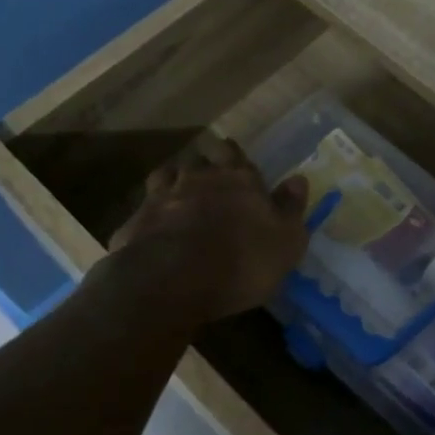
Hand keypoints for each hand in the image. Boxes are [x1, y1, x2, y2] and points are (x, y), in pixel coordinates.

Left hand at [107, 139, 309, 322]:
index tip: (236, 162)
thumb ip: (291, 208)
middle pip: (199, 159)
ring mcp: (162, 196)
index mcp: (238, 179)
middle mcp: (198, 178)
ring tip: (179, 196)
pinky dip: (151, 213)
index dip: (234, 156)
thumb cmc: (242, 261)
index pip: (234, 153)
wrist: (173, 280)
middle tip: (210, 180)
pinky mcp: (136, 221)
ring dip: (174, 181)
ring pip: (167, 175)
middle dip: (204, 166)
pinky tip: (155, 227)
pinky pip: (145, 208)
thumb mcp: (286, 241)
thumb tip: (298, 179)